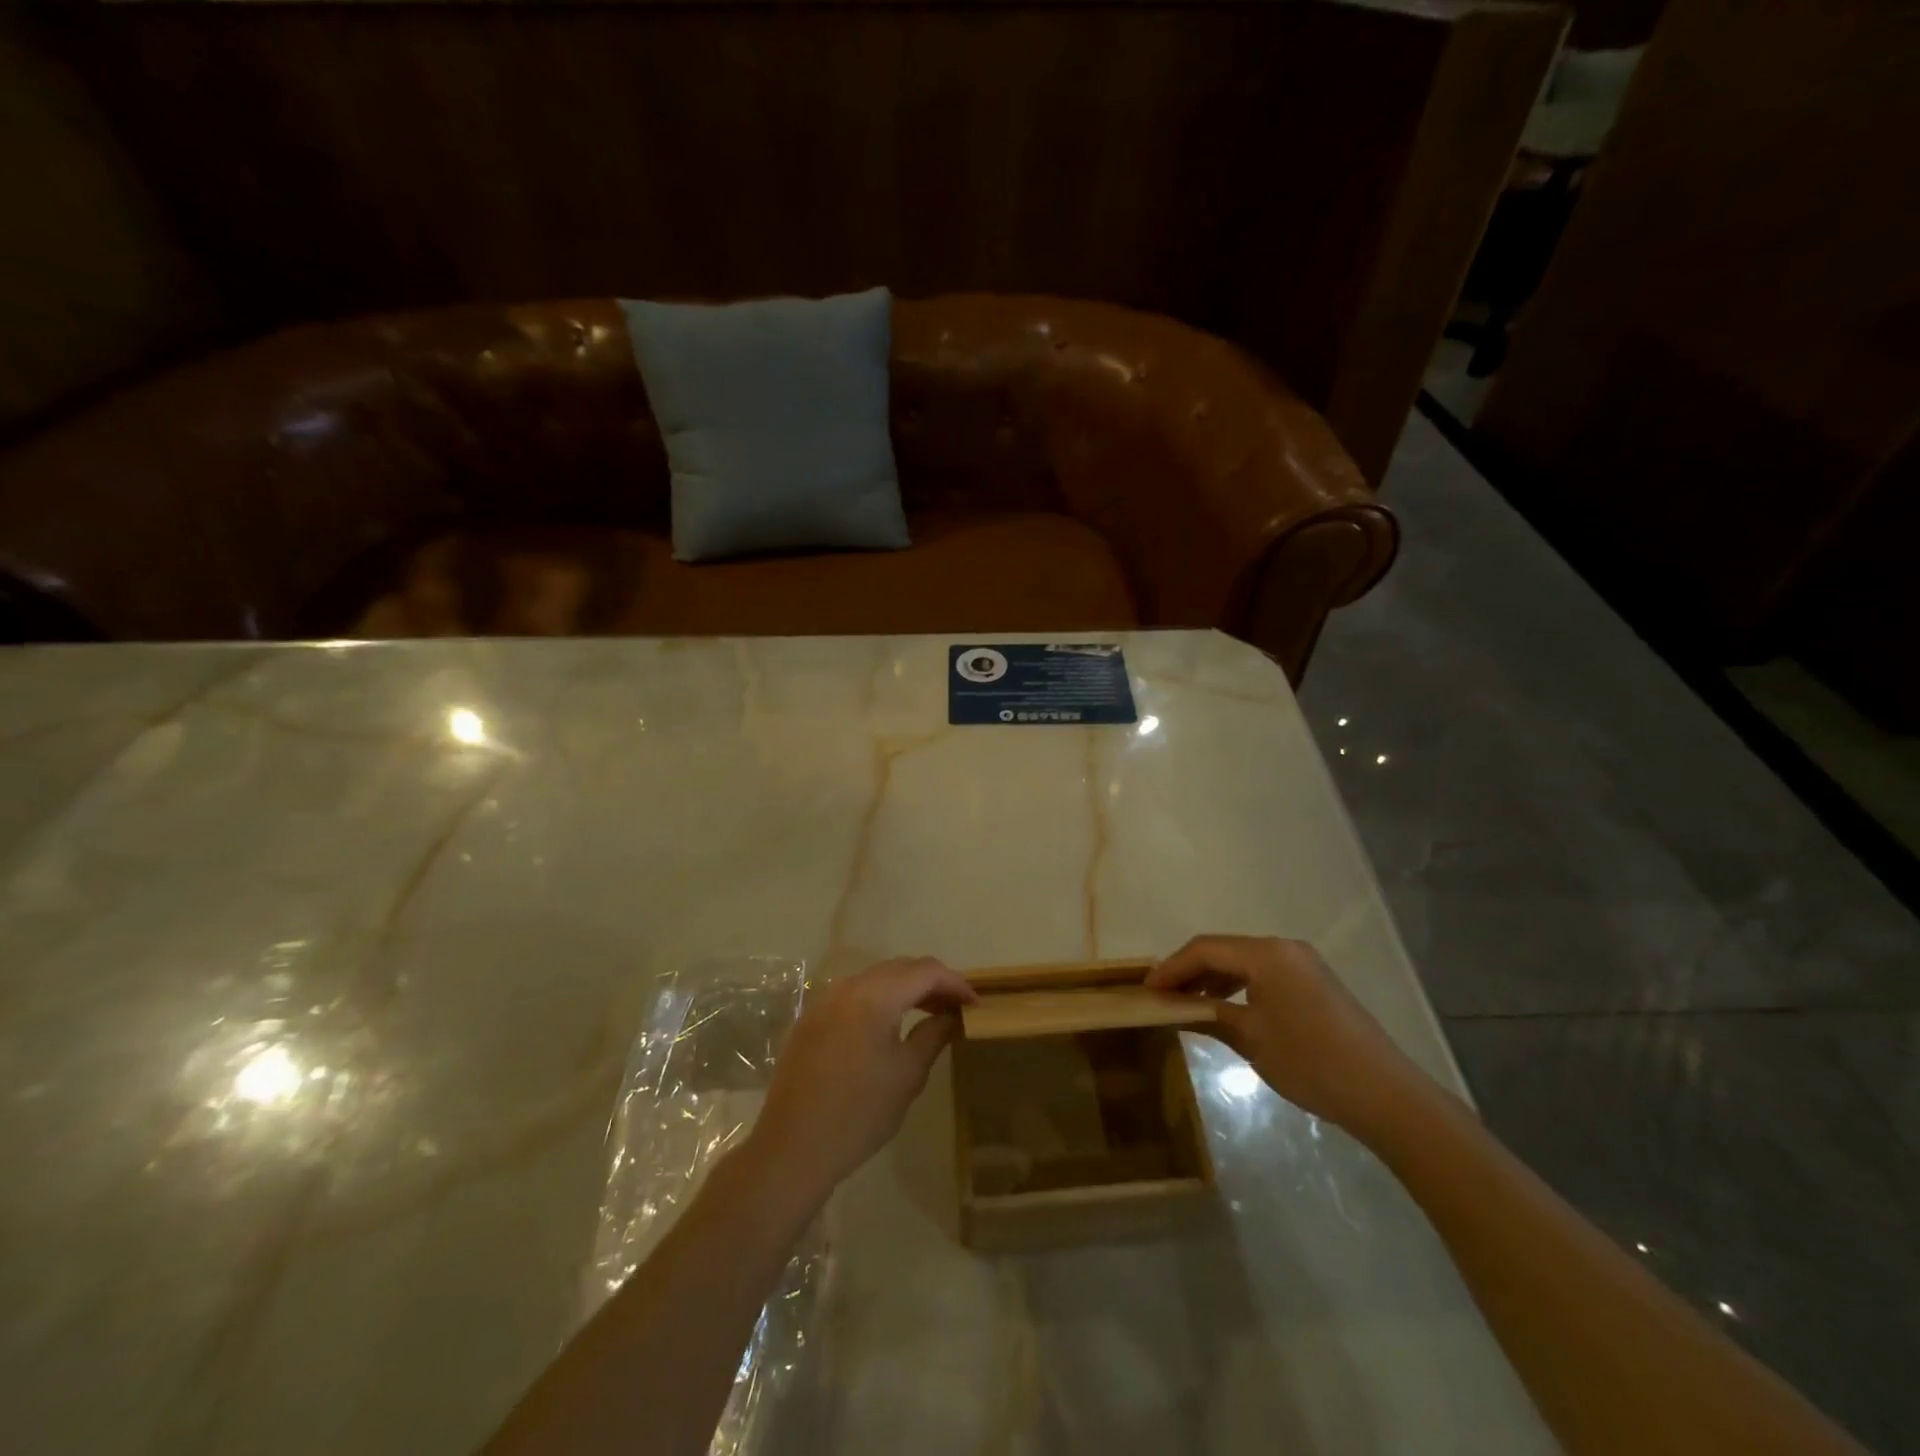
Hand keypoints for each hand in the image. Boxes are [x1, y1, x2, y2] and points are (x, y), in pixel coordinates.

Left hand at [745, 957, 976, 1203]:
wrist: (792, 1149)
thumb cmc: (859, 1113)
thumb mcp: (907, 1074)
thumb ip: (933, 1034)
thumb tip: (952, 1015)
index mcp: (874, 995)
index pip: (924, 971)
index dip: (955, 983)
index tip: (975, 1003)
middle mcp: (847, 987)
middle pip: (898, 968)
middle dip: (930, 982)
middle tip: (955, 1007)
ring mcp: (823, 1001)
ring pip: (875, 979)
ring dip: (904, 989)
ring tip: (928, 1013)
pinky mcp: (810, 1020)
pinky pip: (853, 995)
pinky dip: (879, 1000)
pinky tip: (889, 1025)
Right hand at [1147, 935, 1433, 1136]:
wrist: (1384, 1095)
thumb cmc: (1310, 1062)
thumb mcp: (1250, 1039)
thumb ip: (1208, 1015)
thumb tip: (1173, 1008)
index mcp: (1267, 954)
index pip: (1205, 949)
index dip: (1171, 967)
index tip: (1146, 989)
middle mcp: (1284, 948)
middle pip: (1224, 950)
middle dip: (1189, 971)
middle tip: (1161, 995)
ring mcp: (1303, 964)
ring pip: (1243, 962)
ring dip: (1212, 979)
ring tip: (1185, 1004)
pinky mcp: (1314, 984)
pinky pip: (1264, 975)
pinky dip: (1237, 987)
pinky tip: (1223, 1009)